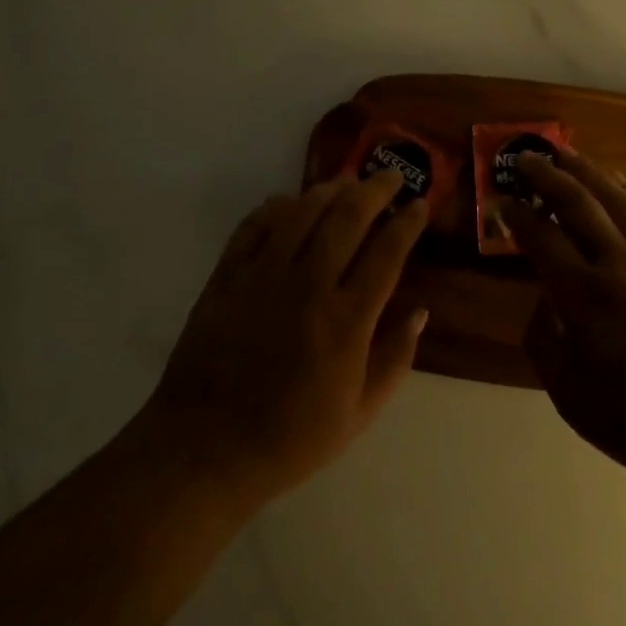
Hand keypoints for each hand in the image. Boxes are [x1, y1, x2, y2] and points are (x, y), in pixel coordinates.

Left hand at [133, 171, 429, 505]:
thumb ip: (394, 360)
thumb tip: (420, 312)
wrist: (206, 449)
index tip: (419, 204)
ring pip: (303, 211)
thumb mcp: (358, 415)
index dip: (407, 222)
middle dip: (375, 189)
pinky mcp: (228, 275)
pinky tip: (290, 202)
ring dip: (330, 189)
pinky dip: (277, 206)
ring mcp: (264, 275)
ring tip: (346, 182)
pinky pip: (255, 225)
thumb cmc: (290, 438)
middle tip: (390, 176)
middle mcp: (308, 285)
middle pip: (348, 217)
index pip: (387, 253)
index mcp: (347, 321)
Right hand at [496, 150, 625, 490]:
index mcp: (584, 297)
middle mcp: (619, 264)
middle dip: (547, 176)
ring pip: (618, 199)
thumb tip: (542, 300)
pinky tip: (621, 183)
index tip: (501, 199)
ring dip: (589, 171)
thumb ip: (544, 341)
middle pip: (577, 204)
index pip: (541, 238)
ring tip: (568, 154)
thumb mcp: (570, 397)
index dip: (517, 215)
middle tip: (528, 158)